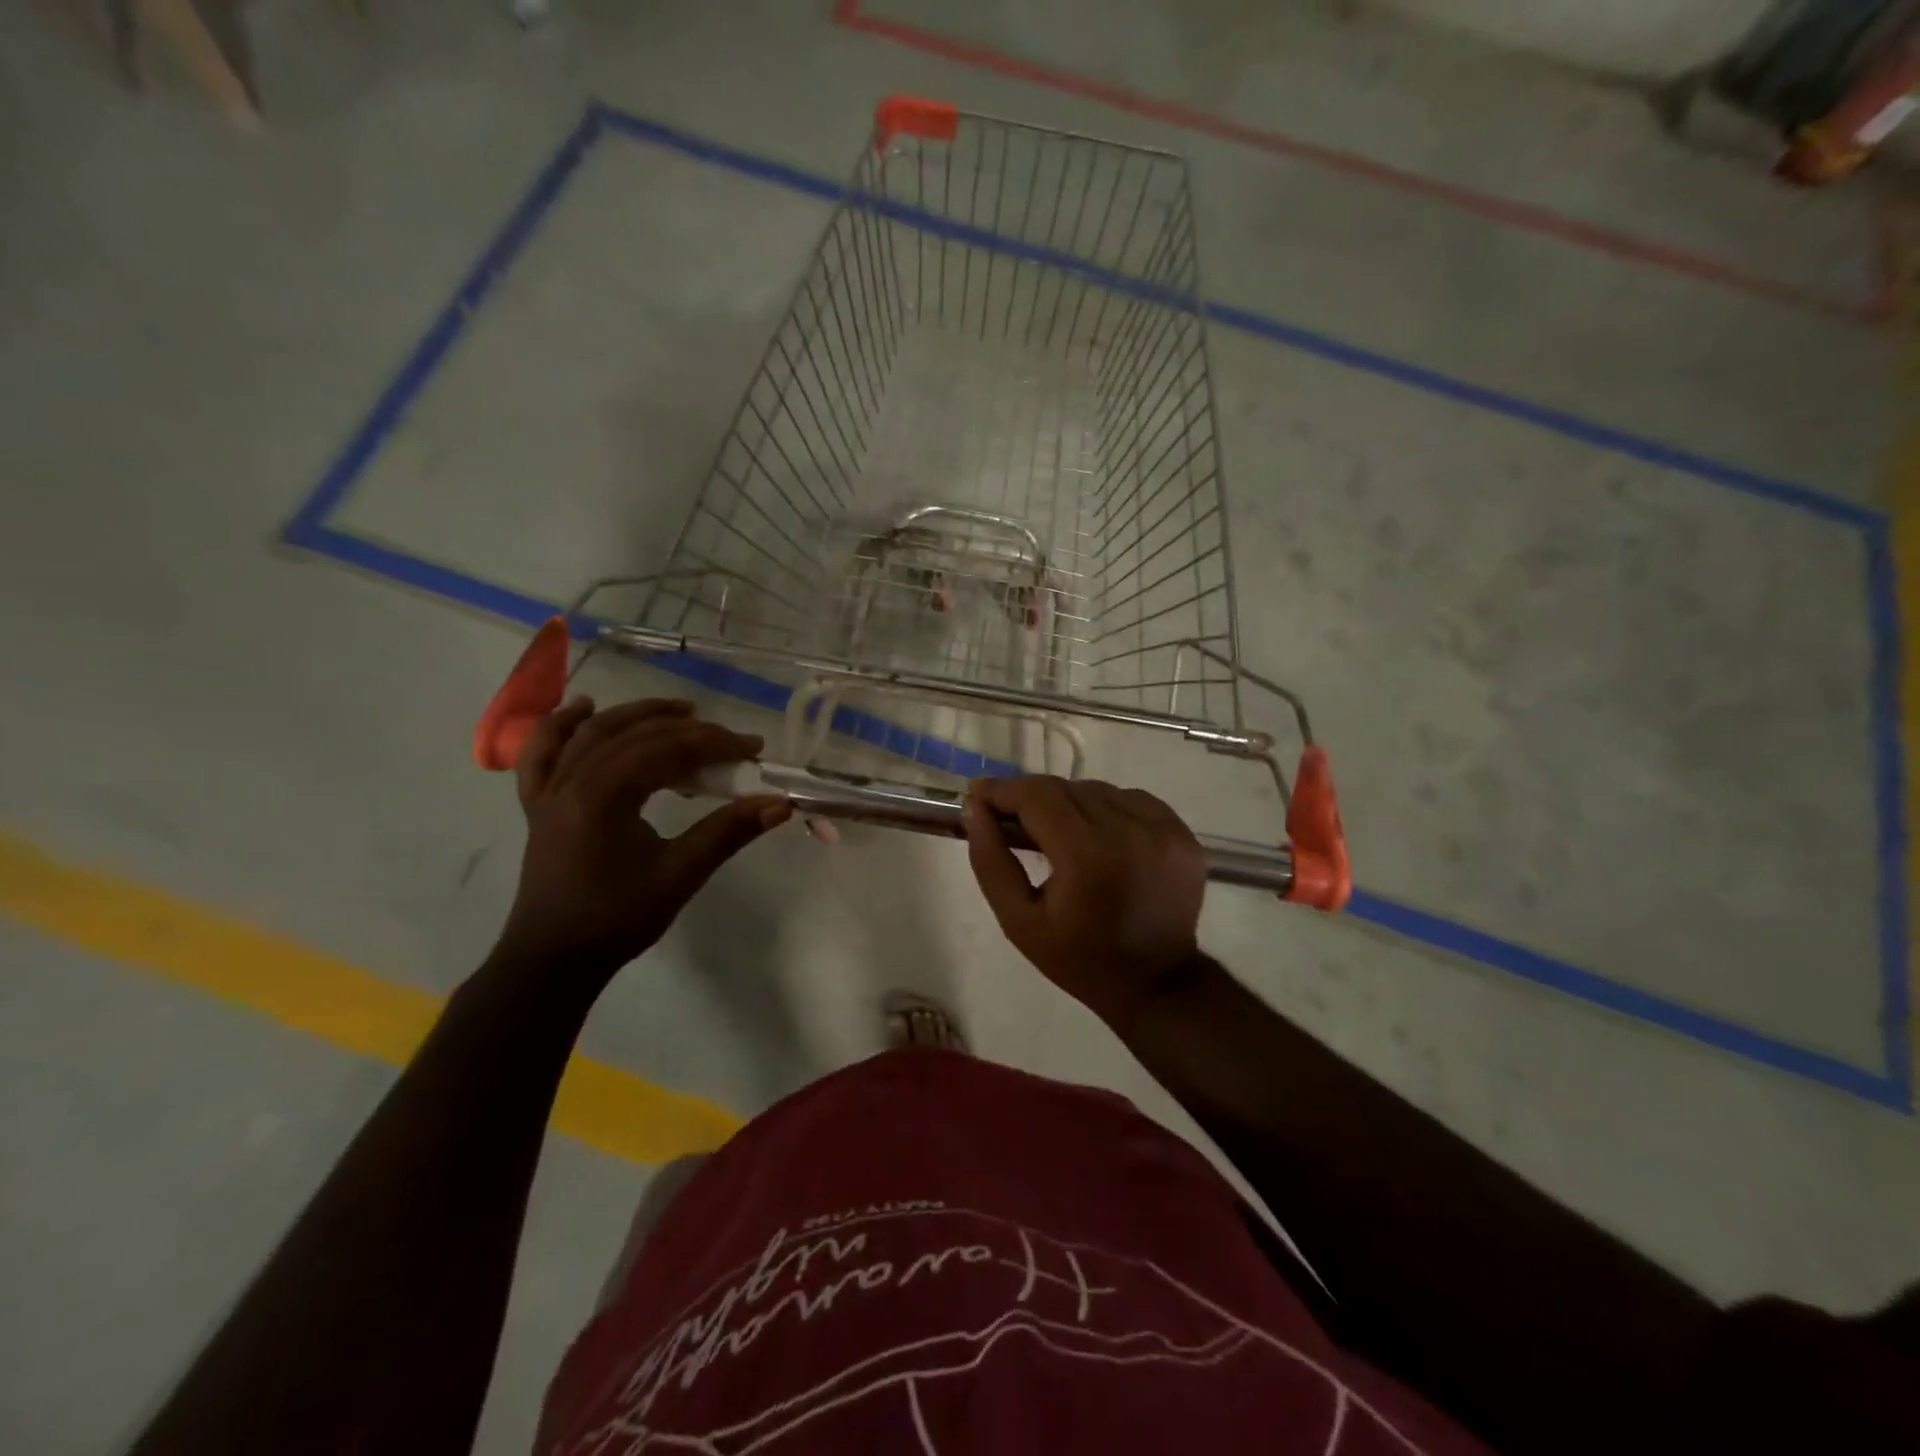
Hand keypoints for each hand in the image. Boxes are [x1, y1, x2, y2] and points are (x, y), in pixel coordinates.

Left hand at [493, 697, 790, 986]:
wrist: (553, 960)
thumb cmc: (617, 919)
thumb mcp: (680, 875)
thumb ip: (728, 833)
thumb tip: (780, 804)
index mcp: (604, 796)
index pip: (668, 749)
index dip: (715, 743)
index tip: (754, 748)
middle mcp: (572, 781)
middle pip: (636, 735)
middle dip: (688, 729)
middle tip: (729, 738)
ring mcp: (550, 791)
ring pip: (593, 734)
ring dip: (638, 715)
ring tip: (679, 709)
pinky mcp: (539, 805)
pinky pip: (543, 753)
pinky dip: (561, 726)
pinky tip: (582, 708)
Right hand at [961, 777, 1206, 1028]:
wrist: (1156, 984)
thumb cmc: (1078, 958)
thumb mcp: (1018, 921)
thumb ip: (991, 861)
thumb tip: (974, 808)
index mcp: (1087, 857)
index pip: (1038, 796)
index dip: (1003, 790)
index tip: (978, 794)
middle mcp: (1129, 832)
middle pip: (1066, 788)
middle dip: (1032, 798)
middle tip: (1011, 818)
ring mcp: (1163, 829)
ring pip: (1098, 790)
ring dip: (1069, 803)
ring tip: (1057, 832)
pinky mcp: (1182, 833)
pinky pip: (1132, 800)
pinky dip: (1107, 809)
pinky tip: (1098, 836)